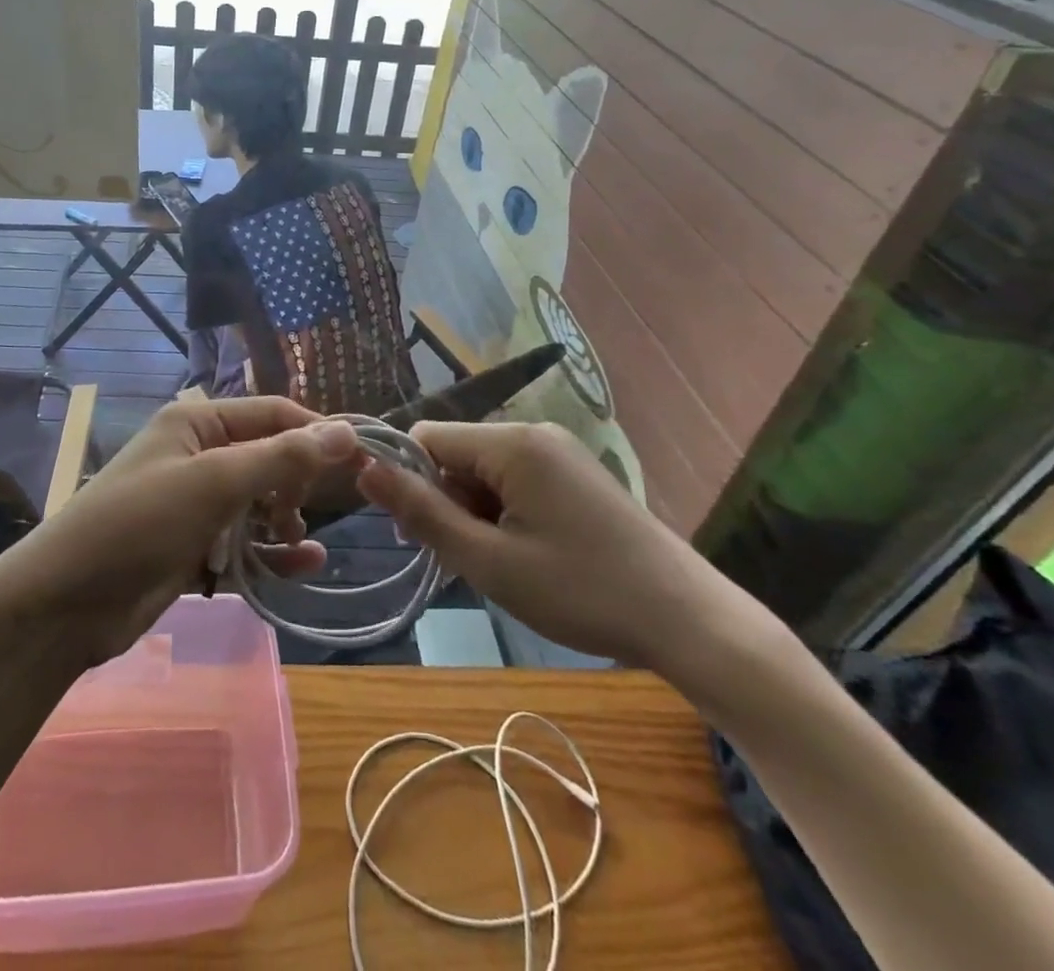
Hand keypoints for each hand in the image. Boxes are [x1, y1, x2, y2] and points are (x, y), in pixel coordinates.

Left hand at [0, 397, 361, 666]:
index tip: (361, 459)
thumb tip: (345, 431)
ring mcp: (195, 505)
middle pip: (268, 458)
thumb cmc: (139, 523)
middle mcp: (198, 455)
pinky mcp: (193, 548)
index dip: (316, 432)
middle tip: (305, 509)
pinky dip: (272, 554)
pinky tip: (304, 566)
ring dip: (285, 519)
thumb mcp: (213, 482)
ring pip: (260, 503)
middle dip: (295, 481)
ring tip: (297, 539)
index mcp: (196, 423)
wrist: (65, 604)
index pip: (271, 414)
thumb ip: (280, 456)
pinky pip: (246, 543)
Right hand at [357, 420, 734, 671]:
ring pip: (484, 471)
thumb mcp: (489, 560)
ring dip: (475, 513)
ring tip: (501, 565)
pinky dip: (503, 513)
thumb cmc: (582, 592)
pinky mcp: (574, 474)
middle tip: (467, 561)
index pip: (427, 437)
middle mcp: (534, 433)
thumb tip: (363, 468)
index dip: (410, 481)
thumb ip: (422, 512)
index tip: (419, 536)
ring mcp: (558, 451)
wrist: (689, 621)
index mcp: (512, 443)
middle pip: (456, 454)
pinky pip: (515, 480)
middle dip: (446, 502)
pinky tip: (527, 555)